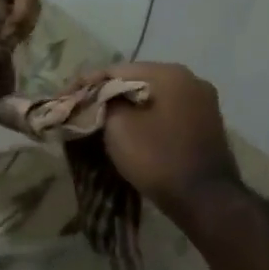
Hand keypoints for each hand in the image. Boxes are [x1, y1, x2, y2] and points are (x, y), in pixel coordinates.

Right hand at [81, 62, 242, 219]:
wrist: (205, 200)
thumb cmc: (157, 157)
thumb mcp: (118, 126)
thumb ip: (103, 101)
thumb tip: (100, 96)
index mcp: (170, 74)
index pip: (116, 69)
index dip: (85, 83)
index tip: (63, 97)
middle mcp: (191, 79)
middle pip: (135, 80)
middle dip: (106, 93)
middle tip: (79, 107)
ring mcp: (203, 102)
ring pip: (152, 96)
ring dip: (126, 105)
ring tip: (100, 118)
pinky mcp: (205, 124)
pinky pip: (165, 111)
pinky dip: (144, 116)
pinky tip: (128, 128)